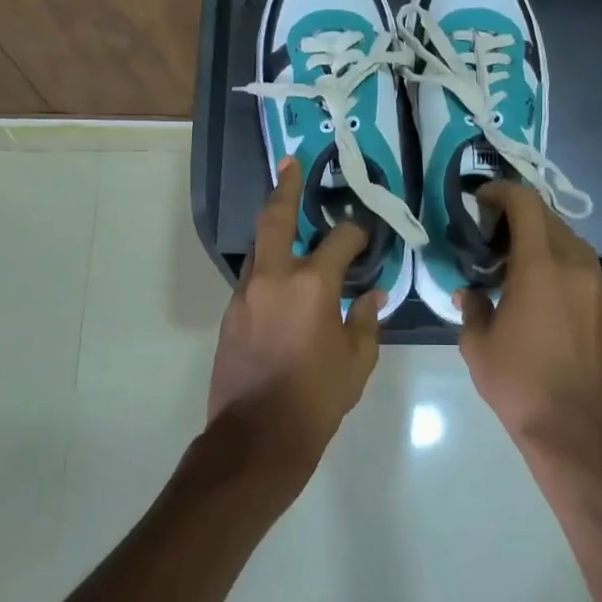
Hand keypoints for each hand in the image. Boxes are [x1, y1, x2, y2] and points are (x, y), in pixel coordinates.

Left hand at [208, 157, 383, 475]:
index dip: (357, 233)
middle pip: (275, 219)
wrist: (257, 437)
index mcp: (312, 285)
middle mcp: (274, 278)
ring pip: (260, 249)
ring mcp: (245, 294)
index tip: (366, 235)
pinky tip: (283, 279)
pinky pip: (254, 279)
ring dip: (274, 230)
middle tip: (291, 163)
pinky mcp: (230, 315)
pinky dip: (269, 268)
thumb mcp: (357, 361)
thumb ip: (366, 321)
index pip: (340, 241)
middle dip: (286, 187)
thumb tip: (371, 295)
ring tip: (288, 216)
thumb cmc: (317, 399)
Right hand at [457, 181, 601, 449]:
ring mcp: (601, 288)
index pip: (525, 205)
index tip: (482, 198)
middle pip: (551, 220)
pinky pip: (587, 273)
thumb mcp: (478, 346)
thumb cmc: (519, 385)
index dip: (502, 192)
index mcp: (540, 267)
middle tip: (495, 235)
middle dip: (521, 217)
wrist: (577, 431)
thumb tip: (470, 294)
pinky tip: (548, 297)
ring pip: (573, 245)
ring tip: (521, 265)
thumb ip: (472, 308)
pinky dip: (564, 269)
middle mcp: (577, 267)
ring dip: (545, 242)